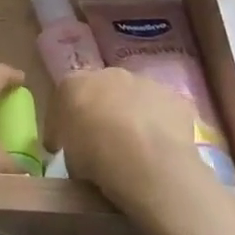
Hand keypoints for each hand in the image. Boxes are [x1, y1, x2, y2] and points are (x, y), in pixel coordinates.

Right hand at [47, 68, 210, 210]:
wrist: (147, 160)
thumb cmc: (97, 160)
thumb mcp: (71, 160)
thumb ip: (74, 147)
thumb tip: (83, 154)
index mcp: (73, 85)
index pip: (63, 99)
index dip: (62, 123)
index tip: (61, 146)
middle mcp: (108, 73)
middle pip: (101, 91)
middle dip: (100, 112)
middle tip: (102, 143)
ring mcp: (144, 82)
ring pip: (134, 97)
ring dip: (131, 115)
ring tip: (134, 148)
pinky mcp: (173, 97)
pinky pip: (161, 110)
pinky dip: (159, 125)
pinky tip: (159, 148)